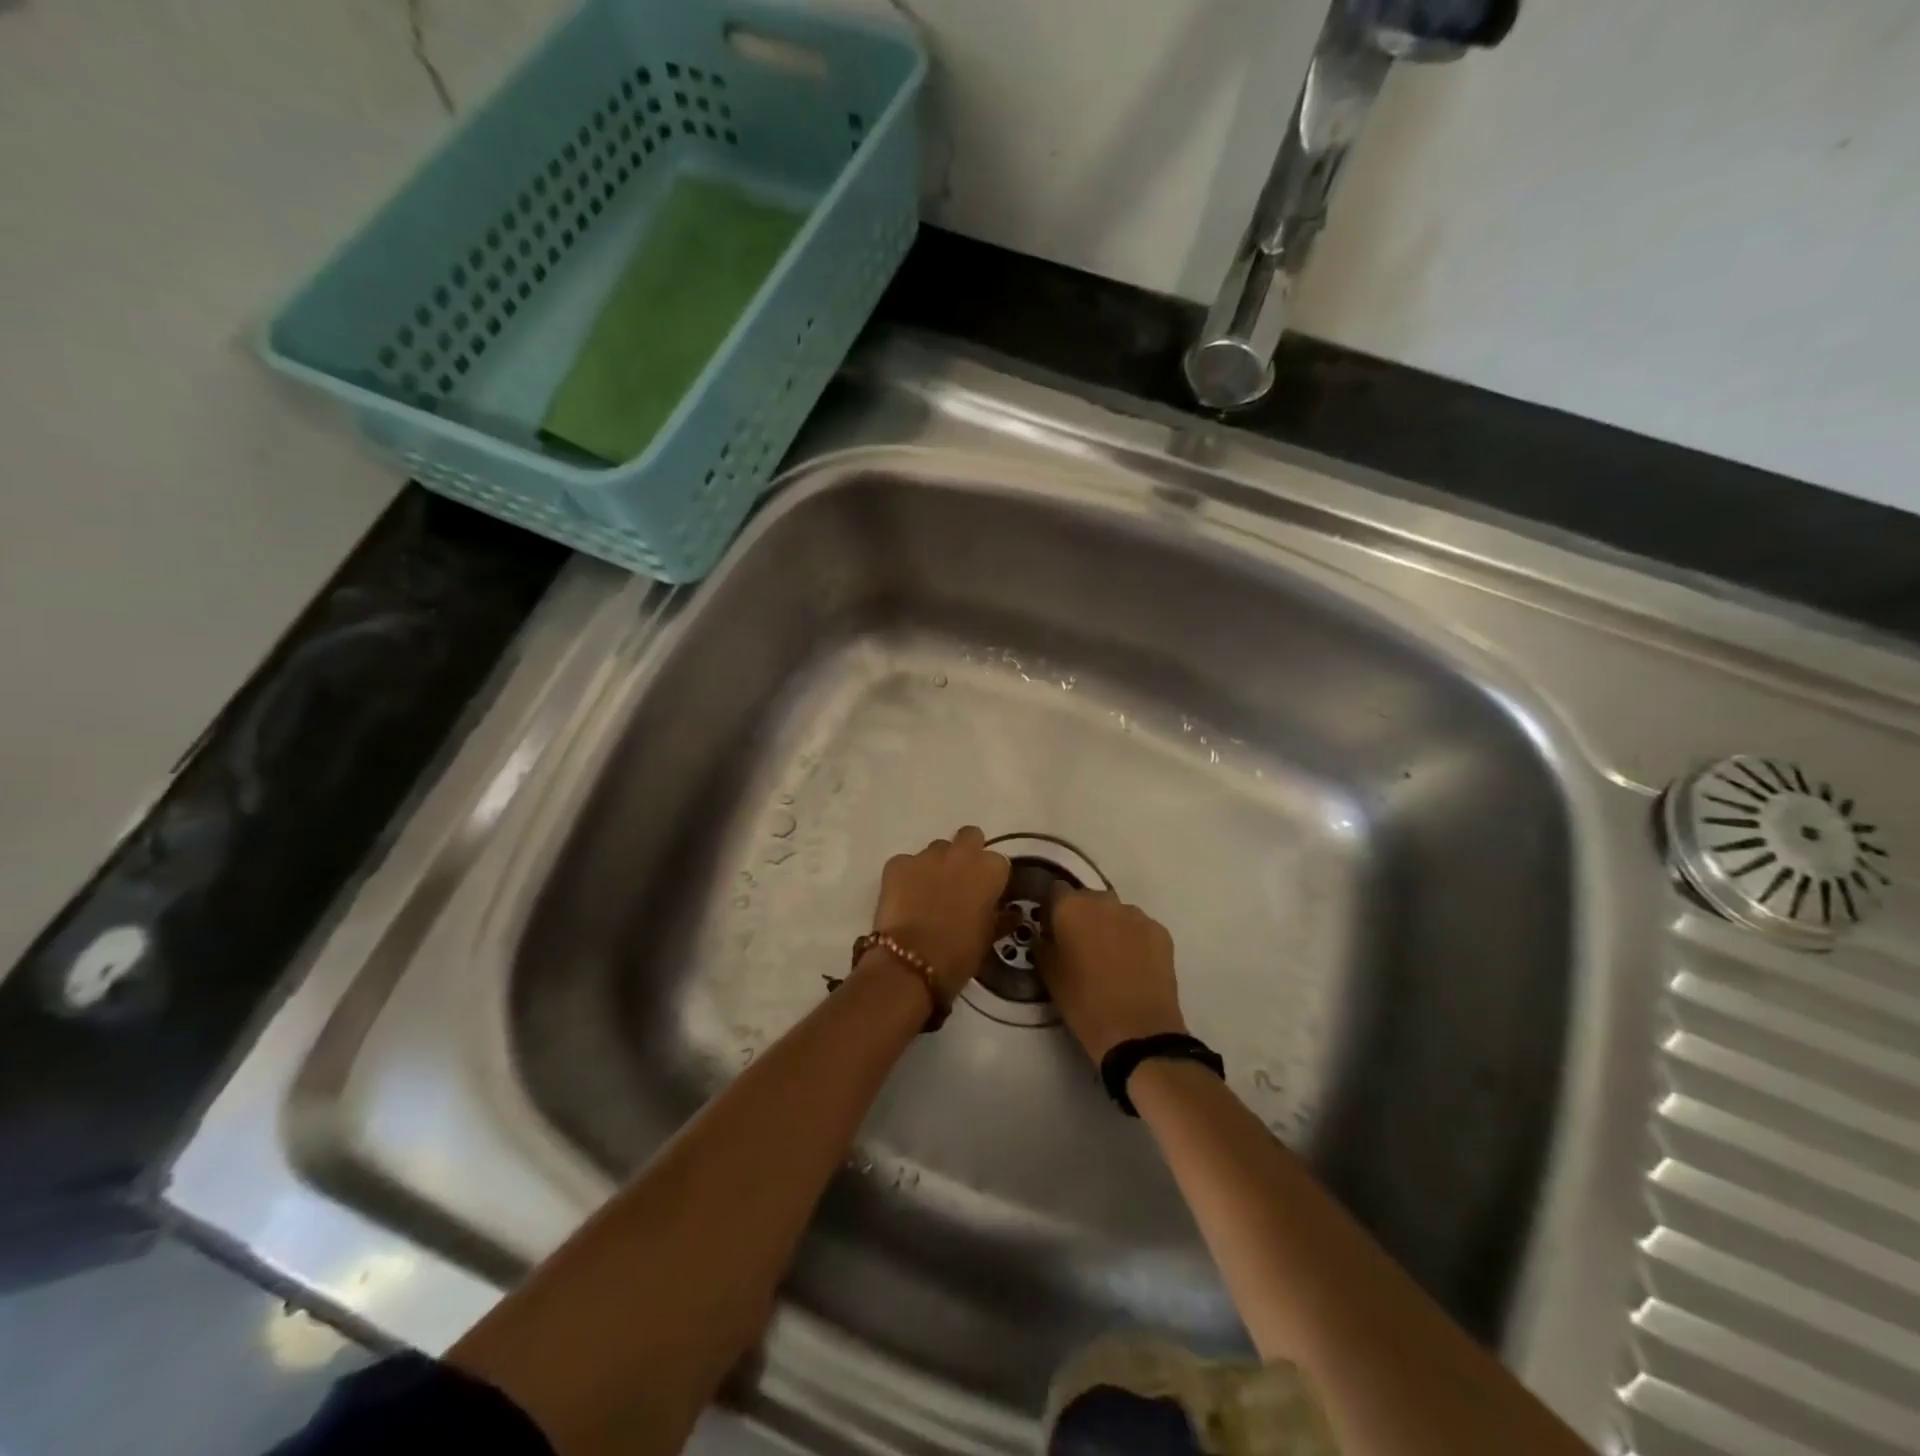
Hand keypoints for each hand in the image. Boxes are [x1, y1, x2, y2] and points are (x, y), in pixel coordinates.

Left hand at [870, 826, 1010, 1001]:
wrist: (911, 962)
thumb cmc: (959, 954)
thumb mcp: (988, 938)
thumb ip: (1000, 917)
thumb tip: (1008, 912)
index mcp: (990, 869)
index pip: (998, 862)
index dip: (991, 878)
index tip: (986, 894)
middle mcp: (961, 853)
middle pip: (969, 837)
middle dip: (966, 853)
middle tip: (960, 881)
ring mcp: (927, 855)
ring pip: (937, 849)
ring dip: (937, 865)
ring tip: (928, 892)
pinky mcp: (897, 863)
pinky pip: (906, 863)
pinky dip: (907, 876)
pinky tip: (904, 899)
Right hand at [1042, 887, 1187, 1062]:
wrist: (1137, 1031)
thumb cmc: (1083, 1002)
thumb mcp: (1048, 974)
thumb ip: (1041, 944)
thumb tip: (1043, 933)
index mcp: (1071, 906)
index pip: (1056, 891)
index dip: (1053, 910)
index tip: (1053, 932)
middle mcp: (1104, 900)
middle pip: (1088, 899)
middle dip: (1083, 917)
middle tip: (1082, 948)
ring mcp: (1136, 914)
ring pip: (1116, 913)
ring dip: (1110, 927)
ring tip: (1111, 960)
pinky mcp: (1161, 931)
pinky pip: (1140, 928)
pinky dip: (1134, 940)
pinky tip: (1133, 966)